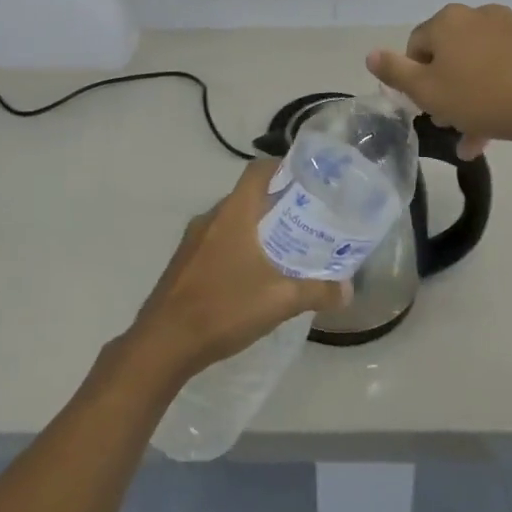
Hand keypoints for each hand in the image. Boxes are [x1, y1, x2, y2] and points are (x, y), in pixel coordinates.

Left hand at [128, 160, 347, 383]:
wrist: (163, 344)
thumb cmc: (223, 309)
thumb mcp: (279, 301)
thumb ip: (317, 292)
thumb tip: (348, 290)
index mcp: (233, 214)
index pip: (258, 171)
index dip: (283, 167)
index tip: (309, 180)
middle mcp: (211, 218)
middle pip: (248, 196)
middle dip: (277, 204)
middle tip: (308, 219)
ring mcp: (193, 241)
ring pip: (232, 221)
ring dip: (257, 229)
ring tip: (287, 248)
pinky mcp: (184, 263)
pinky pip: (218, 242)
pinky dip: (239, 248)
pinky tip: (254, 276)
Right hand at [366, 3, 511, 154]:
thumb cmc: (484, 98)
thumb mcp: (428, 91)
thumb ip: (395, 73)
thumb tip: (370, 54)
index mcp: (447, 21)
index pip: (415, 48)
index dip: (414, 81)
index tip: (426, 109)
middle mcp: (476, 16)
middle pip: (447, 56)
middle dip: (444, 92)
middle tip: (449, 124)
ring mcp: (509, 29)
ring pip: (475, 67)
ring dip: (468, 100)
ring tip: (473, 139)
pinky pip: (502, 70)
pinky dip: (494, 95)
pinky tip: (496, 130)